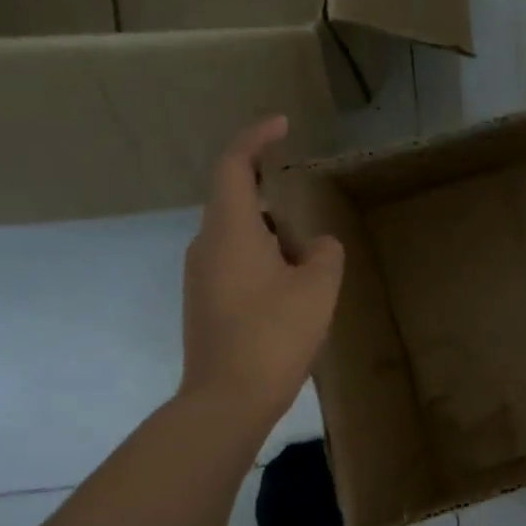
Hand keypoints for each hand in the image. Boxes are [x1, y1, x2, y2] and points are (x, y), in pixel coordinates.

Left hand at [180, 117, 343, 421]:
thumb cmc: (274, 335)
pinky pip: (235, 266)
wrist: (227, 400)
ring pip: (239, 238)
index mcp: (230, 232)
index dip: (256, 138)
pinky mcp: (204, 304)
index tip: (282, 125)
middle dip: (276, 205)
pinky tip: (291, 297)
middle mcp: (206, 247)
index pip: (234, 166)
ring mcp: (200, 277)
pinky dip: (264, 265)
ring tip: (309, 271)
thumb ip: (325, 254)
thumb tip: (315, 246)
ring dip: (274, 241)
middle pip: (237, 203)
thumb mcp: (318, 288)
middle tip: (311, 229)